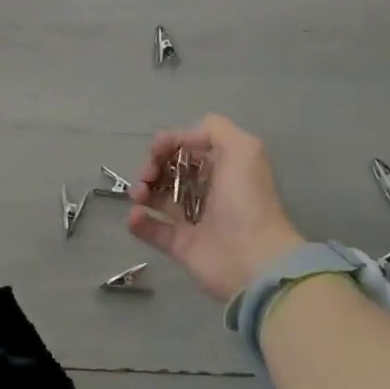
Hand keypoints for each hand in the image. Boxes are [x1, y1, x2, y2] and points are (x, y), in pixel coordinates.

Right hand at [128, 115, 304, 302]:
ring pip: (158, 197)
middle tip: (146, 175)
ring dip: (142, 190)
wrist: (253, 259)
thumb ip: (213, 129)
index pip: (188, 147)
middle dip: (152, 166)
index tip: (156, 150)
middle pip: (170, 170)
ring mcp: (193, 219)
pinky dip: (139, 222)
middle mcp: (209, 190)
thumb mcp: (243, 148)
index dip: (169, 143)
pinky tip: (136, 217)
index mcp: (224, 166)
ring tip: (138, 196)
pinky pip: (153, 229)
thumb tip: (180, 139)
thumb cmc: (246, 200)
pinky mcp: (181, 246)